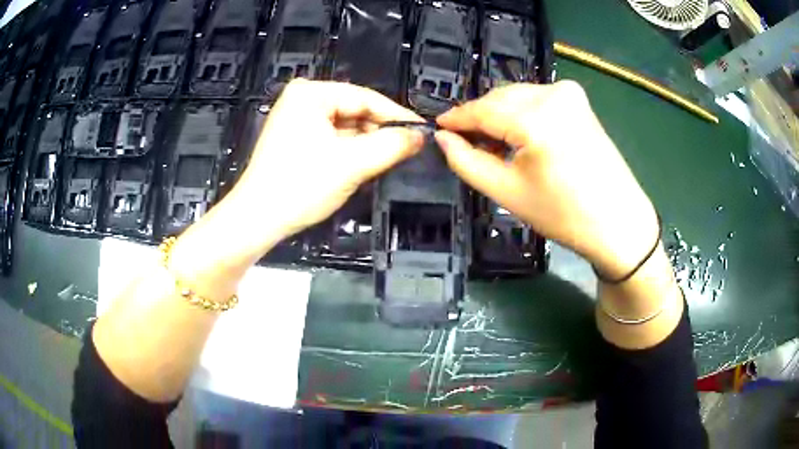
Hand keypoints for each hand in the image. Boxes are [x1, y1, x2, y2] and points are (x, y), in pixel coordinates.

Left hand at [169, 80, 423, 285]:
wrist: (257, 220)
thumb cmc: (300, 186)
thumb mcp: (352, 163)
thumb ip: (392, 145)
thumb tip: (420, 136)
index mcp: (311, 93)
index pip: (366, 98)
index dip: (397, 116)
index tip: (422, 133)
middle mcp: (302, 99)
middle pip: (355, 111)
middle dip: (379, 133)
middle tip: (406, 152)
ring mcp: (296, 118)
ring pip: (345, 127)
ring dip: (365, 145)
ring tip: (384, 162)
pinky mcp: (294, 138)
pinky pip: (332, 138)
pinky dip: (348, 152)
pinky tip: (359, 166)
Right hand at [435, 81, 657, 277]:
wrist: (618, 222)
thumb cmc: (564, 214)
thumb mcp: (507, 192)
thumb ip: (467, 161)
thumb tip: (442, 138)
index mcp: (536, 117)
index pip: (481, 109)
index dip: (456, 118)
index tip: (438, 127)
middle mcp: (553, 93)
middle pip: (499, 98)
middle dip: (479, 118)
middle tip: (465, 144)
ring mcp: (569, 93)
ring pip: (517, 96)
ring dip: (500, 116)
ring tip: (493, 147)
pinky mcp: (579, 100)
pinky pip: (536, 99)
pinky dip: (521, 114)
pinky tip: (519, 138)